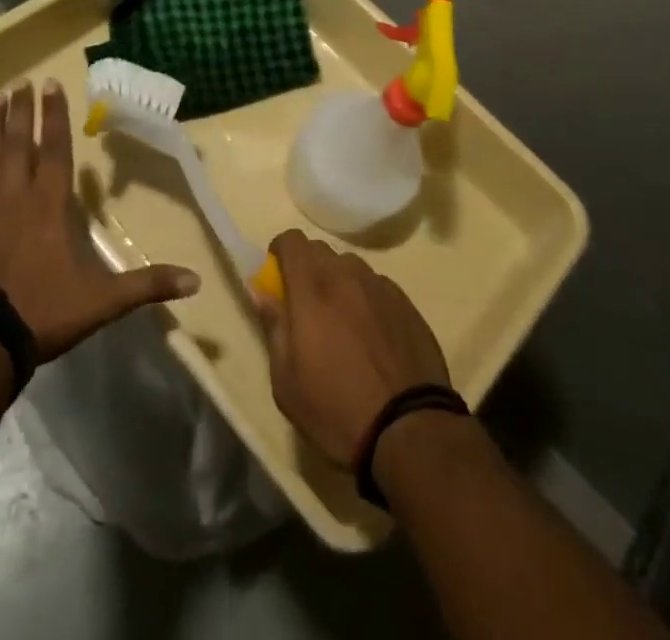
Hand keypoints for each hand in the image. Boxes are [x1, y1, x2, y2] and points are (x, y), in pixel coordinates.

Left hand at [0, 80, 199, 361]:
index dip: (55, 115)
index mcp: (49, 204)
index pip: (55, 148)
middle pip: (19, 141)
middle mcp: (14, 194)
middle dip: (21, 109)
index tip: (51, 84)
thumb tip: (196, 282)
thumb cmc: (41, 312)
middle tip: (20, 80)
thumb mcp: (102, 301)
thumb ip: (147, 285)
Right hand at [252, 230, 450, 467]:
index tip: (277, 277)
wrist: (409, 429)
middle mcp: (347, 277)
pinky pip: (376, 286)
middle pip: (321, 250)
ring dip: (338, 282)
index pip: (292, 240)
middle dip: (307, 268)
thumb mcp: (286, 381)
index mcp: (313, 290)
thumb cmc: (336, 410)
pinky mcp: (406, 302)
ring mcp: (380, 286)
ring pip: (350, 267)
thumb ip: (273, 327)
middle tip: (306, 307)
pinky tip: (372, 335)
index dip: (280, 252)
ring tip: (341, 322)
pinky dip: (365, 298)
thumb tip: (260, 290)